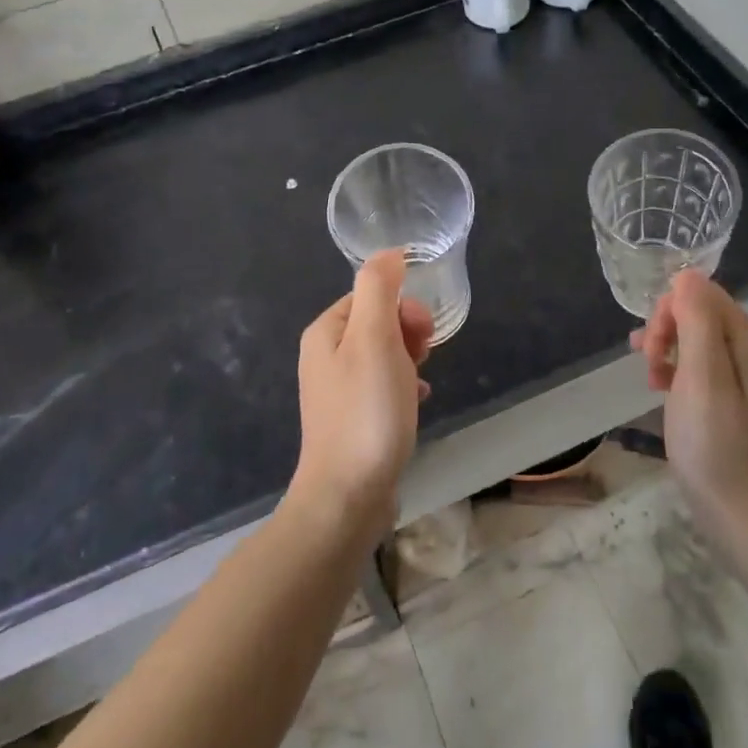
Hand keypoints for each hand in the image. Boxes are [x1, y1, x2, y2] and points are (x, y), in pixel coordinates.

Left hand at [292, 250, 433, 535]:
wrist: (347, 496)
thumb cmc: (365, 411)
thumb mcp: (374, 339)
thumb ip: (379, 288)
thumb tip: (389, 252)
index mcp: (325, 332)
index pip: (371, 295)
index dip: (403, 307)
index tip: (422, 335)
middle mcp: (324, 356)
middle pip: (377, 323)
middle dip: (407, 334)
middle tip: (423, 359)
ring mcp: (336, 390)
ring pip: (384, 355)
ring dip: (409, 360)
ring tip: (419, 384)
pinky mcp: (351, 419)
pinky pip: (383, 386)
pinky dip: (404, 387)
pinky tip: (417, 403)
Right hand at [632, 270, 747, 548]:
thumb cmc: (718, 447)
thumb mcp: (702, 377)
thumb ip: (697, 322)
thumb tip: (688, 274)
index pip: (708, 295)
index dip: (673, 306)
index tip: (651, 341)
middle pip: (703, 317)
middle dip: (668, 328)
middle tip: (646, 361)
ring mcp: (745, 387)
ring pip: (699, 345)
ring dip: (668, 350)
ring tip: (647, 376)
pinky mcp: (733, 412)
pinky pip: (701, 373)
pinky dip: (676, 374)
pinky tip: (661, 394)